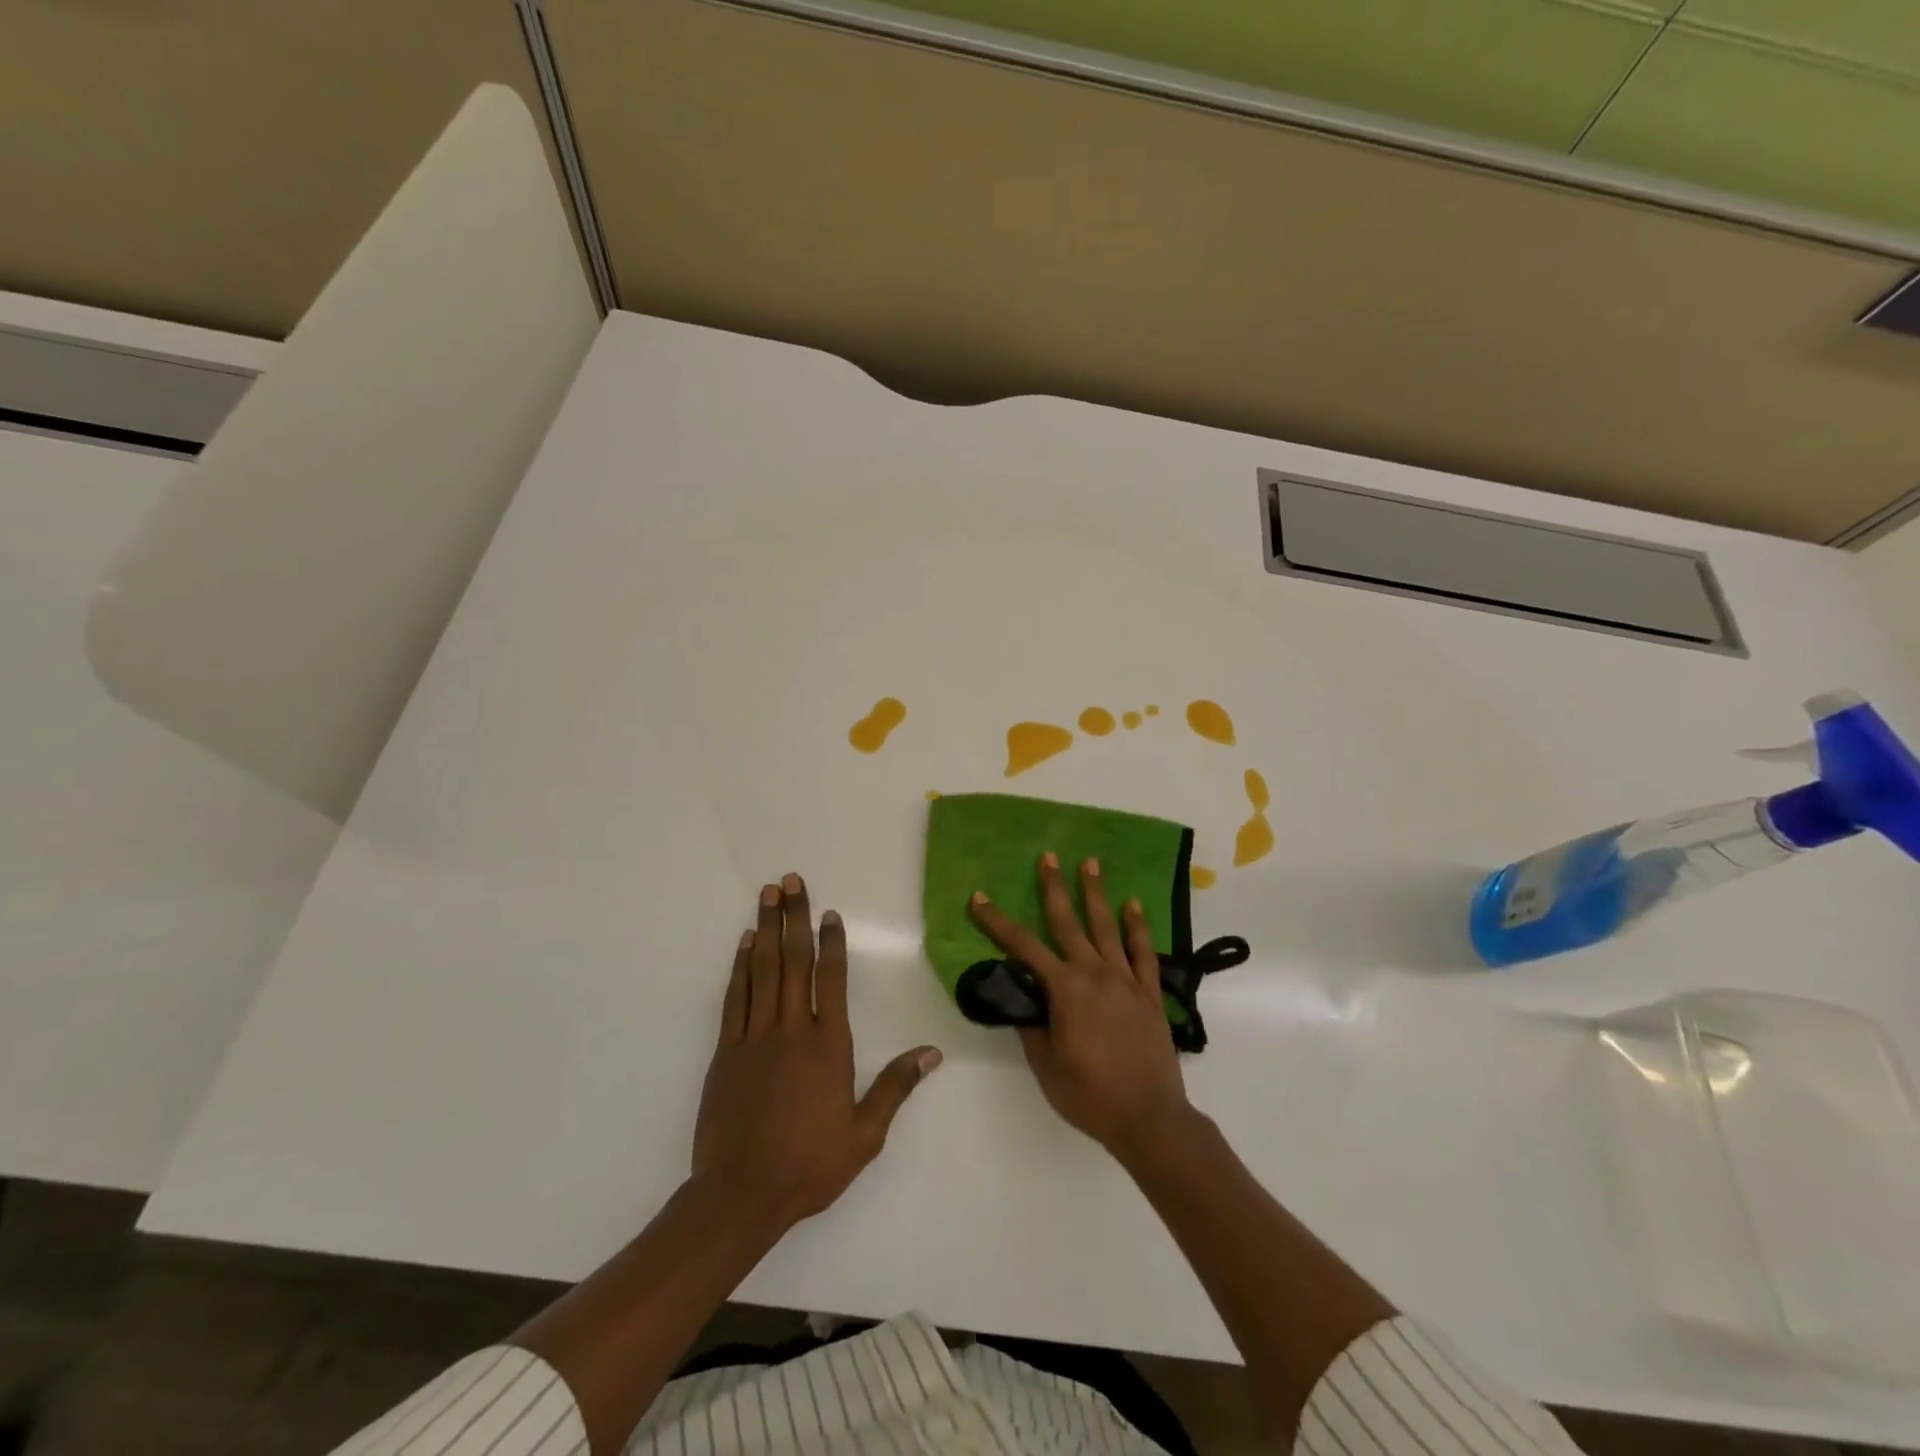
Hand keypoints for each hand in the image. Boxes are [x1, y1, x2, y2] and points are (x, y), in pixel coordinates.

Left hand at [693, 874, 940, 1230]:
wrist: (741, 1195)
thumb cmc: (809, 1164)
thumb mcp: (864, 1134)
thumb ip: (895, 1087)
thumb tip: (932, 1053)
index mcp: (828, 1045)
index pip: (832, 979)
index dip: (831, 942)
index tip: (829, 912)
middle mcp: (791, 1030)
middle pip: (794, 961)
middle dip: (794, 917)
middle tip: (792, 881)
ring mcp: (754, 1037)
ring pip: (762, 970)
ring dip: (765, 929)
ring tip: (768, 895)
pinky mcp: (725, 1051)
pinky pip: (735, 997)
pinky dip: (739, 967)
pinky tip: (743, 944)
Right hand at [969, 854, 1194, 1157]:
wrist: (1149, 1118)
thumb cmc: (1090, 1095)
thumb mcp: (1046, 1065)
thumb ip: (1032, 1026)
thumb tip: (1022, 997)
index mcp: (1066, 990)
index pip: (1023, 948)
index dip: (998, 922)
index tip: (980, 898)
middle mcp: (1095, 974)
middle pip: (1069, 922)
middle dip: (1054, 887)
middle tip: (1048, 856)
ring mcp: (1126, 980)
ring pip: (1107, 927)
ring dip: (1096, 893)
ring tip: (1090, 863)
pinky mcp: (1149, 993)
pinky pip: (1143, 952)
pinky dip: (1138, 926)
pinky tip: (1133, 905)